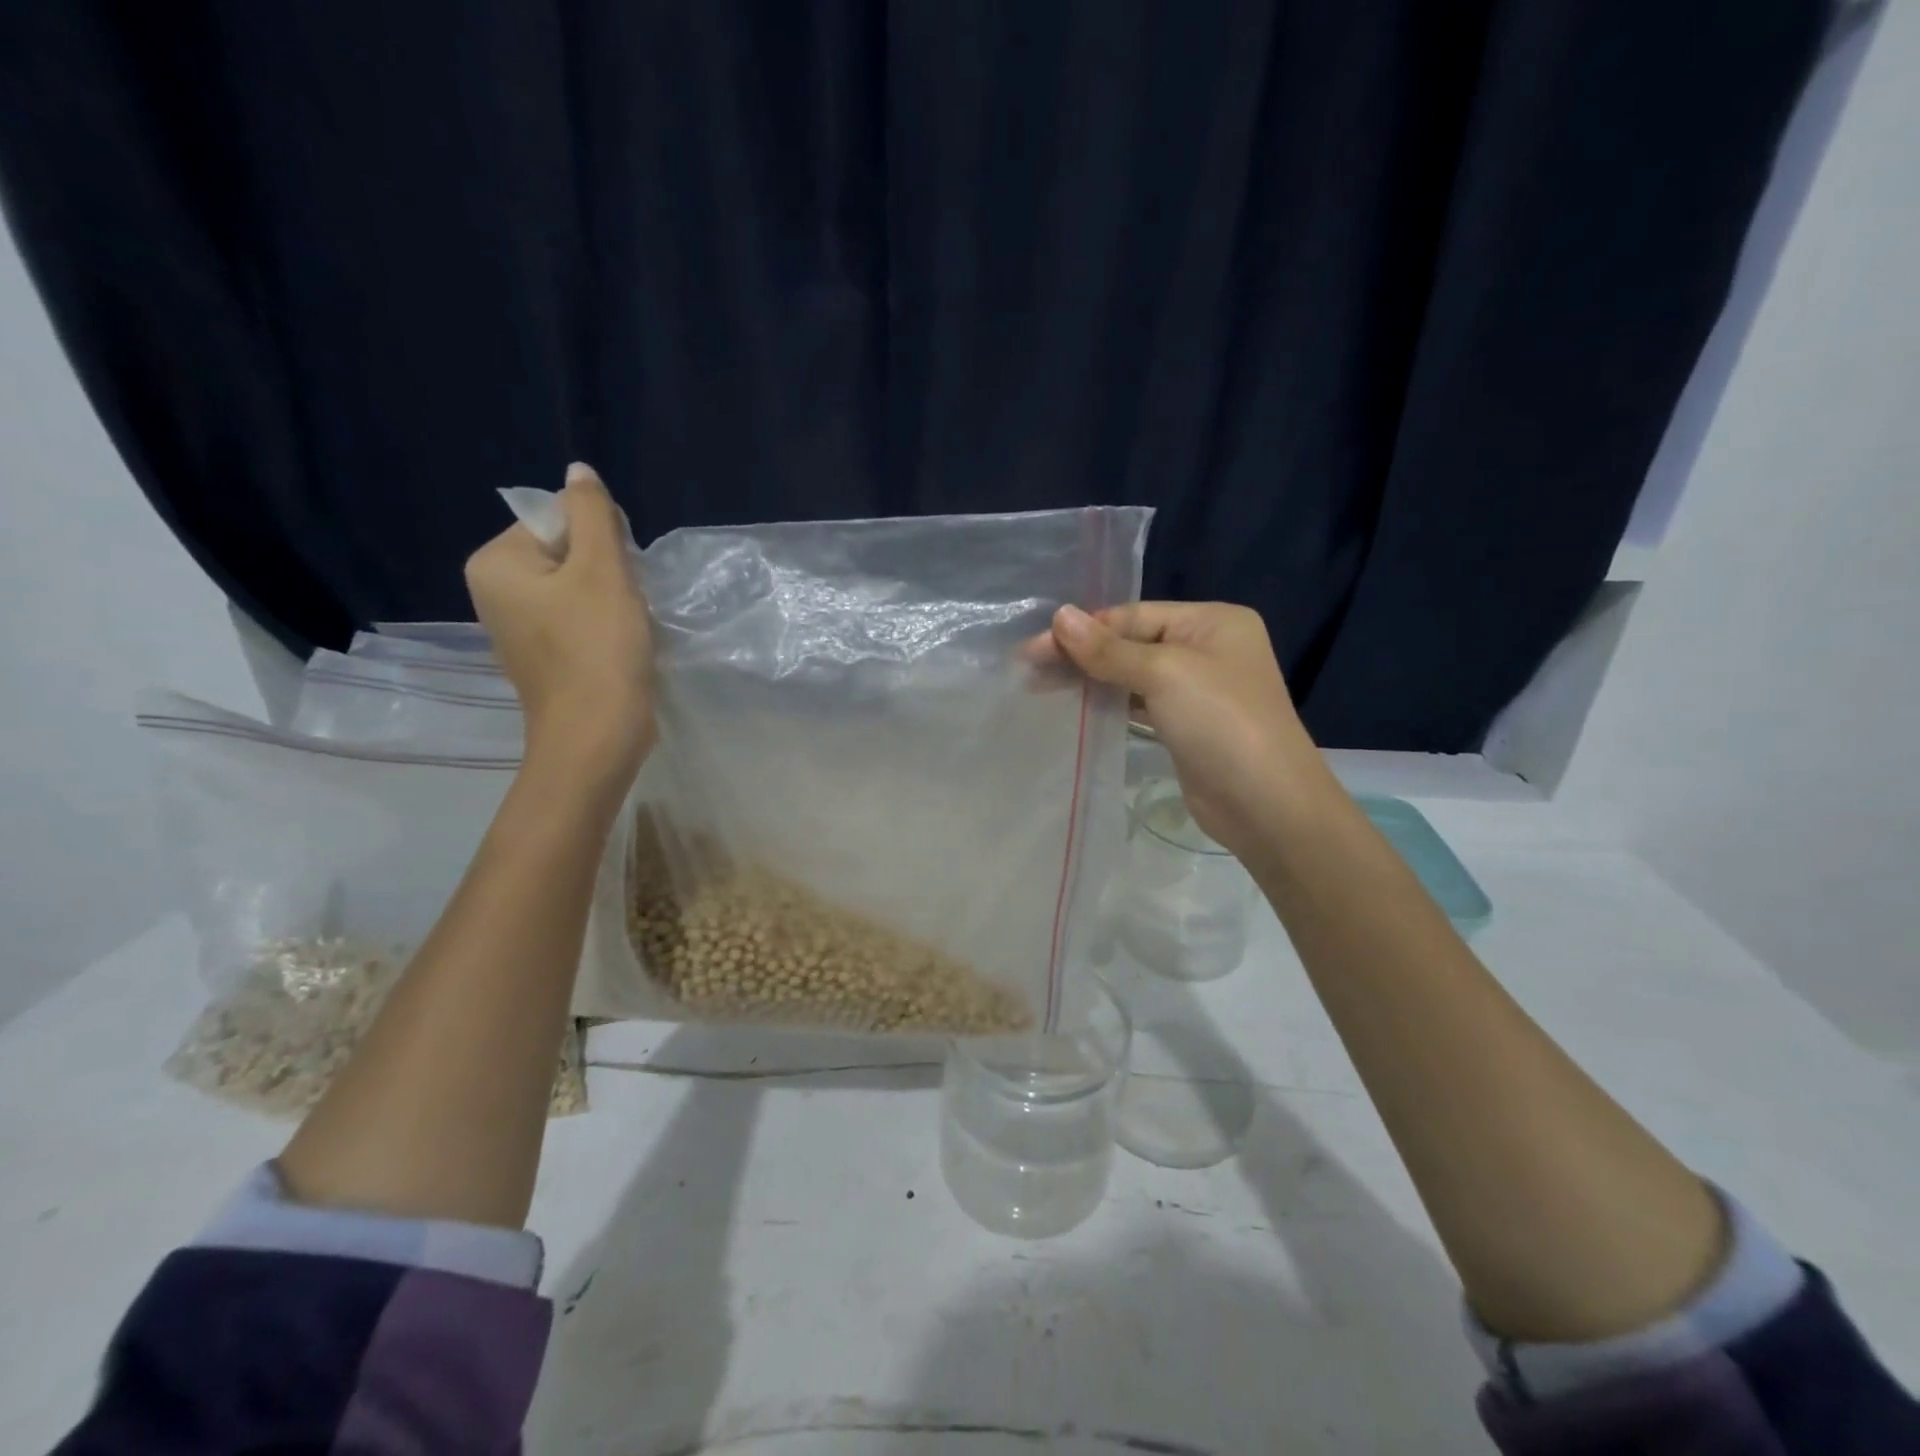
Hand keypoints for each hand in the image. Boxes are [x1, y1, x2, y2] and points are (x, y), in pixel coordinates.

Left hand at [464, 463, 654, 784]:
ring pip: (576, 587)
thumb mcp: (602, 569)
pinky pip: (577, 619)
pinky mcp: (544, 655)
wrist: (596, 735)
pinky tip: (619, 646)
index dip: (600, 538)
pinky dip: (603, 625)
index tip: (621, 574)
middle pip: (566, 552)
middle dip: (606, 570)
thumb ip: (593, 513)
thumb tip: (578, 471)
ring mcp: (517, 627)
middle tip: (624, 603)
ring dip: (610, 598)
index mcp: (496, 563)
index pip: (556, 520)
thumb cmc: (598, 647)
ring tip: (625, 627)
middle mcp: (494, 591)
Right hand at [1045, 602, 1330, 859]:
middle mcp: (1207, 648)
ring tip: (1041, 686)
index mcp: (1212, 622)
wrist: (1266, 805)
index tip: (1033, 647)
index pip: (1133, 615)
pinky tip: (1078, 706)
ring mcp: (1198, 689)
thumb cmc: (1221, 723)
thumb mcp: (1164, 675)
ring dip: (1091, 678)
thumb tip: (1060, 616)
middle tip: (1029, 668)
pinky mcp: (1186, 725)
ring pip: (1133, 674)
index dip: (1082, 630)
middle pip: (1131, 642)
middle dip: (1082, 654)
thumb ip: (1108, 648)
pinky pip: (1140, 703)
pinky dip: (1110, 702)